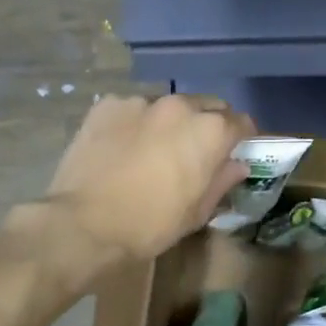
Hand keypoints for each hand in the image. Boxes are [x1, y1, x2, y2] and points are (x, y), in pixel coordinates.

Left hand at [36, 94, 254, 267]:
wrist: (83, 223)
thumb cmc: (150, 224)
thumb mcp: (196, 211)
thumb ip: (222, 181)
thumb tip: (237, 165)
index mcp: (210, 130)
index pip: (241, 122)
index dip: (242, 138)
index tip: (235, 151)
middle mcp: (180, 105)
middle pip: (207, 106)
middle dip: (208, 124)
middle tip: (196, 150)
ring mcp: (141, 101)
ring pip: (168, 106)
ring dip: (170, 122)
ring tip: (154, 148)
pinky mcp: (108, 104)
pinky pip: (133, 109)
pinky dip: (136, 122)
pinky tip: (123, 146)